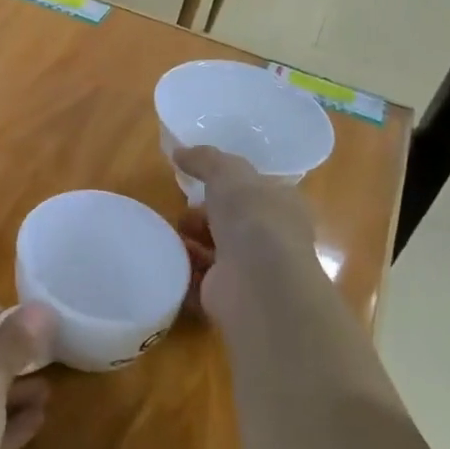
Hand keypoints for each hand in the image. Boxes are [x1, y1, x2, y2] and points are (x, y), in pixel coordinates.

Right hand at [174, 147, 320, 326]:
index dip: (229, 185)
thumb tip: (180, 152)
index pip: (257, 192)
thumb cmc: (253, 218)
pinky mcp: (228, 296)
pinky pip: (199, 279)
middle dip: (204, 214)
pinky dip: (182, 269)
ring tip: (169, 233)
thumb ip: (205, 159)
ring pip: (215, 251)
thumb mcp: (228, 172)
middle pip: (232, 222)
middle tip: (182, 210)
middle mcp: (272, 239)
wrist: (257, 282)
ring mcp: (251, 271)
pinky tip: (166, 258)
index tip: (199, 181)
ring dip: (190, 242)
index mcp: (283, 206)